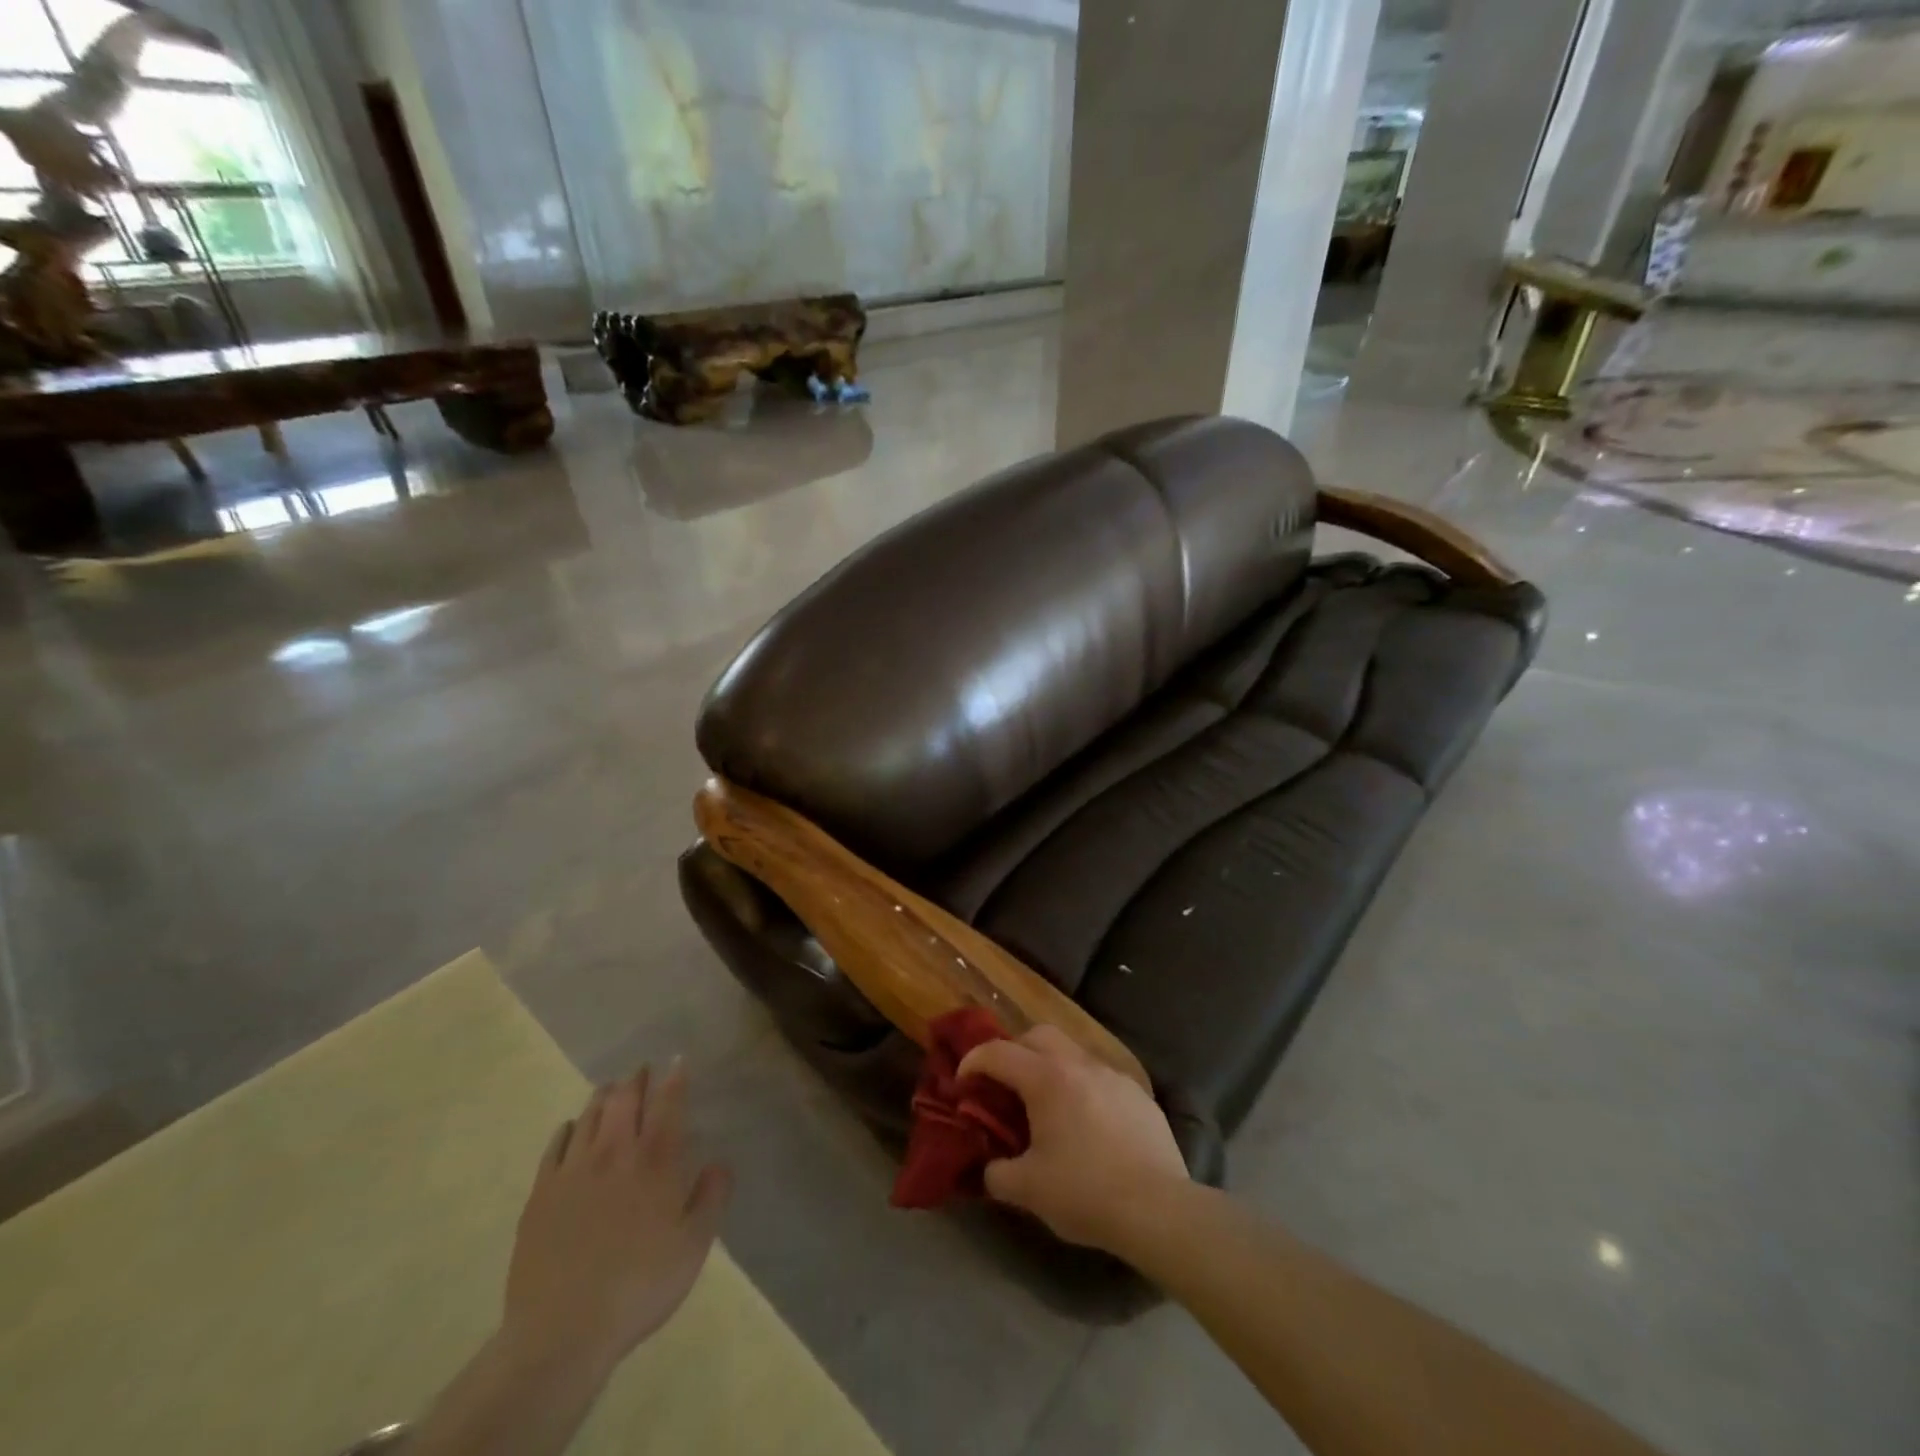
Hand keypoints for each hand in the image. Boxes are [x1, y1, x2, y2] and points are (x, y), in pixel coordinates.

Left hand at [502, 1062, 731, 1378]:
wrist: (561, 1334)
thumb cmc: (639, 1287)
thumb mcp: (694, 1247)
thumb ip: (712, 1198)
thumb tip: (719, 1163)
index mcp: (655, 1160)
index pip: (668, 1103)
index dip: (675, 1078)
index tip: (678, 1060)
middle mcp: (614, 1152)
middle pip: (625, 1099)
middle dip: (636, 1079)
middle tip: (643, 1069)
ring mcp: (573, 1171)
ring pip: (590, 1115)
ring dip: (604, 1096)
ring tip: (611, 1089)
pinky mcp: (541, 1194)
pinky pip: (555, 1146)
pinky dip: (567, 1129)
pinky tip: (570, 1129)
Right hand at [957, 1024, 1187, 1253]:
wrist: (1158, 1209)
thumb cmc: (1085, 1192)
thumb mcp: (1028, 1190)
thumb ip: (998, 1173)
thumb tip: (991, 1166)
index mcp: (1046, 1078)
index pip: (998, 1053)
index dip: (973, 1062)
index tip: (962, 1082)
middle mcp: (1079, 1064)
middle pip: (1038, 1034)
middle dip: (1014, 1051)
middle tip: (1006, 1084)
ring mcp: (1114, 1076)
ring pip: (1073, 1053)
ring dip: (1051, 1067)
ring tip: (1048, 1105)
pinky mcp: (1139, 1095)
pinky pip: (1101, 1078)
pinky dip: (1083, 1088)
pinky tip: (1088, 1124)